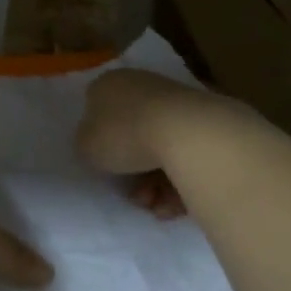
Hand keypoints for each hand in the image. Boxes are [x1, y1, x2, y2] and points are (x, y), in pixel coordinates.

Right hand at [77, 69, 214, 221]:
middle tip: (136, 195)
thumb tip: (96, 141)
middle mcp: (142, 85)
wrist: (186, 134)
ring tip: (159, 207)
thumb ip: (87, 143)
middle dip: (133, 171)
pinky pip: (185, 153)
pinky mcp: (205, 120)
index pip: (96, 107)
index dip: (98, 138)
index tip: (104, 164)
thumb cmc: (125, 135)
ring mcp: (176, 101)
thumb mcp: (86, 146)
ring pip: (160, 148)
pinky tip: (176, 203)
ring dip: (156, 183)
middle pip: (131, 133)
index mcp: (109, 84)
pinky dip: (180, 179)